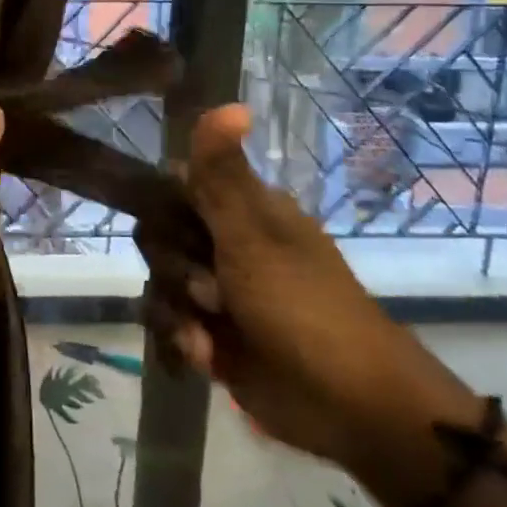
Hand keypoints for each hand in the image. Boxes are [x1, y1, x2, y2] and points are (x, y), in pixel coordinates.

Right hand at [165, 105, 468, 482]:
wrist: (349, 406)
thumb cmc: (304, 307)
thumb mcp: (254, 235)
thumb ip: (224, 174)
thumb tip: (229, 101)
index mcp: (241, 209)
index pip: (174, 183)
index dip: (161, 203)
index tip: (169, 224)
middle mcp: (224, 242)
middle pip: (158, 234)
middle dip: (172, 266)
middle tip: (209, 288)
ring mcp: (216, 290)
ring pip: (158, 279)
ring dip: (176, 308)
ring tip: (208, 331)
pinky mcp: (210, 333)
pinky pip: (166, 320)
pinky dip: (181, 338)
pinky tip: (205, 356)